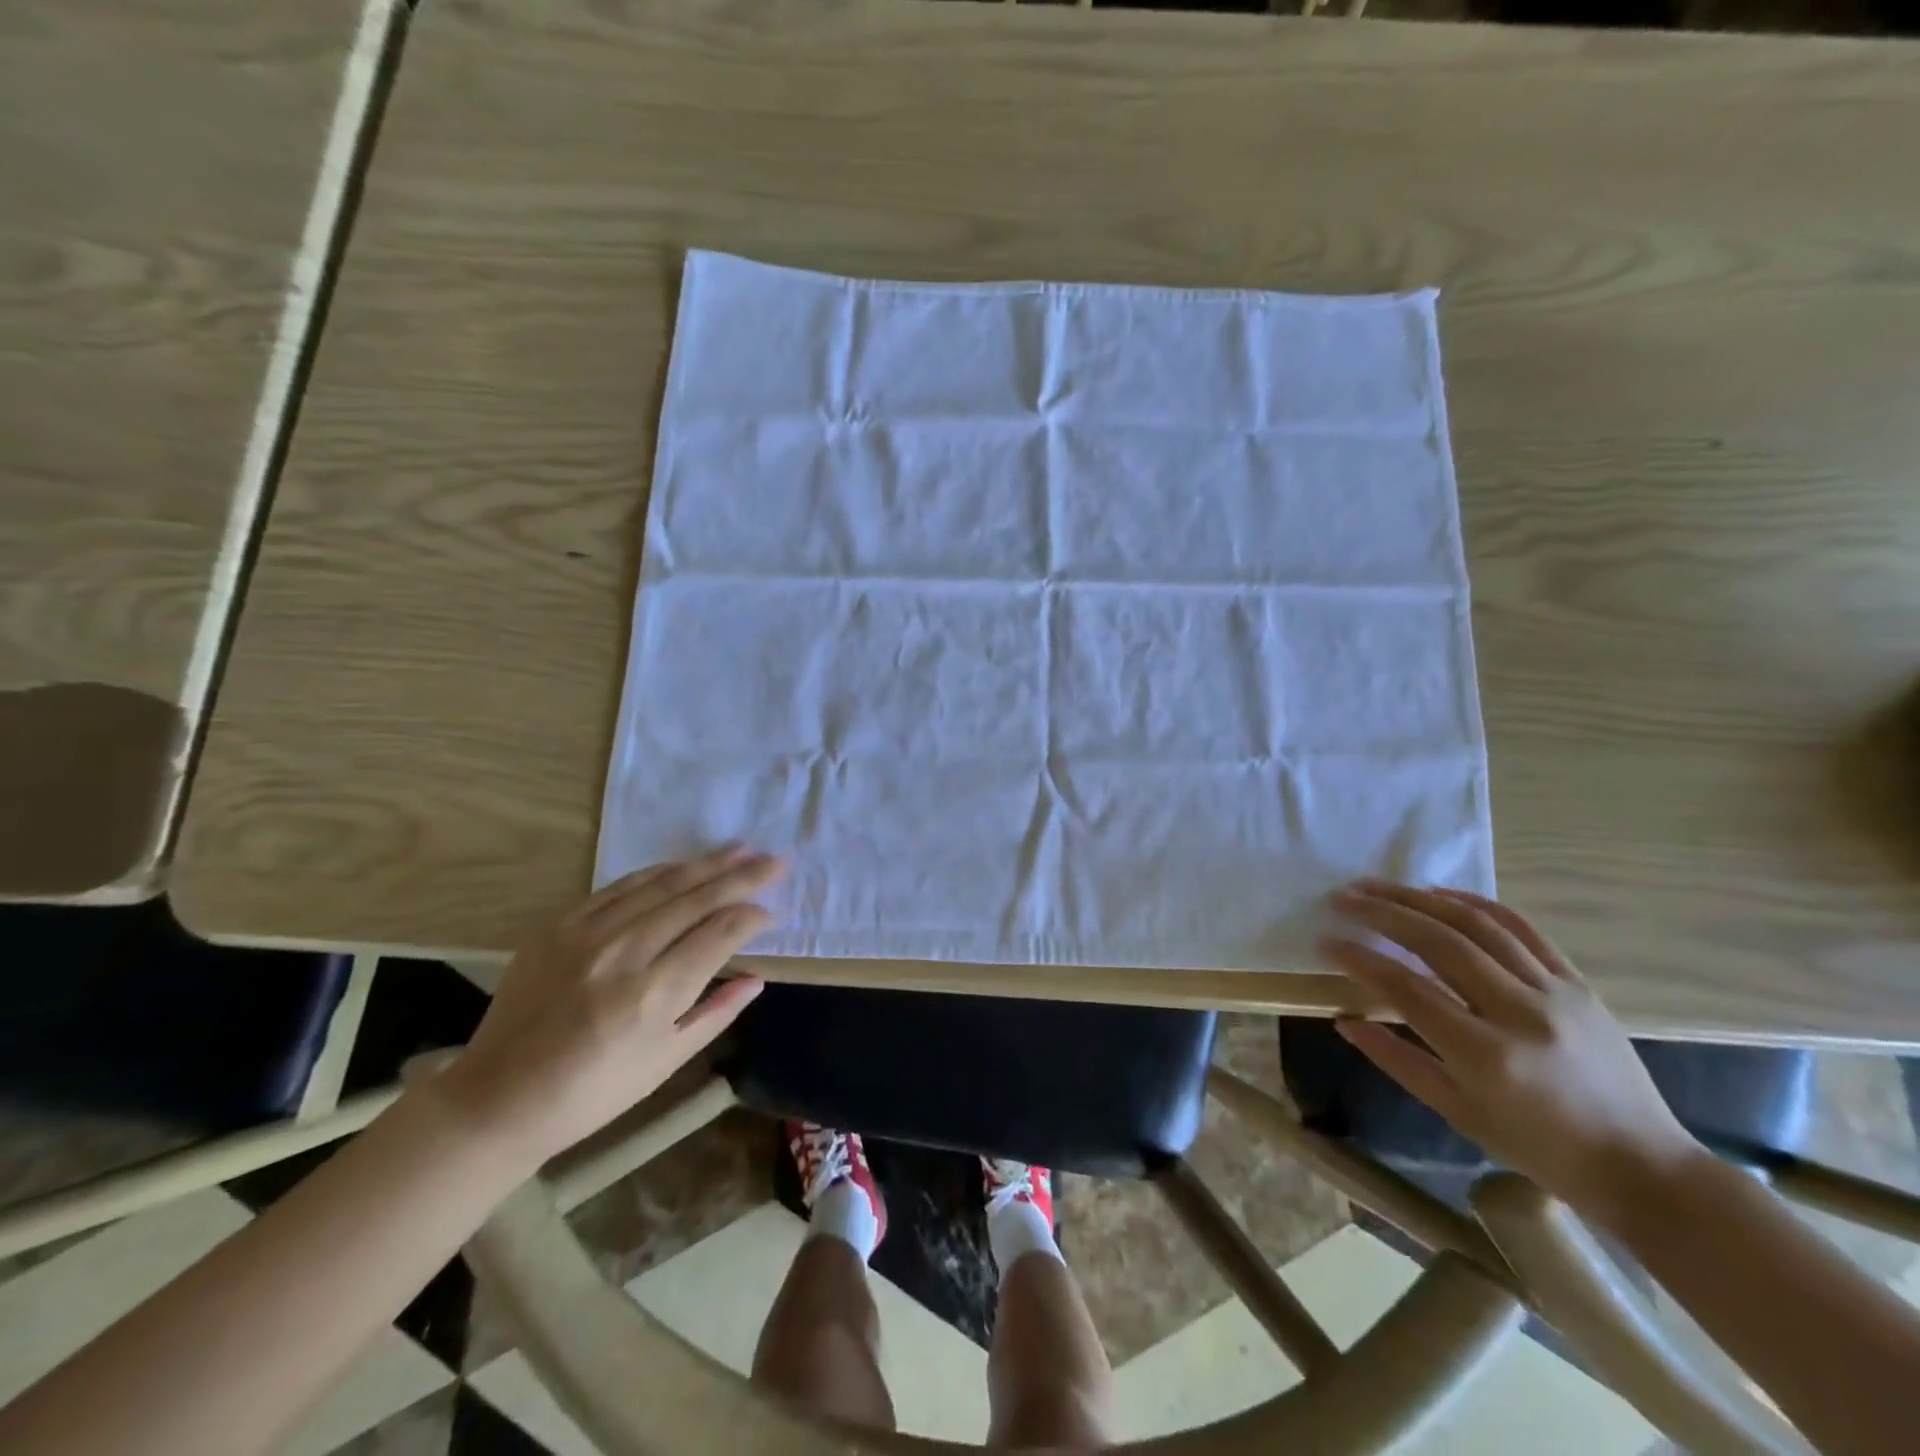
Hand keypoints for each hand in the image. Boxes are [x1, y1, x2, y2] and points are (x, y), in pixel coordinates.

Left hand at [435, 846, 782, 1166]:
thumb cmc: (593, 1093)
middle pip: (697, 899)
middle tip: (775, 861)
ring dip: (706, 864)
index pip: (720, 934)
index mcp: (655, 995)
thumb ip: (716, 1013)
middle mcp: (625, 953)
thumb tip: (757, 978)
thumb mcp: (665, 1062)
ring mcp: (589, 933)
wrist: (498, 1097)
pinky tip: (682, 864)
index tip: (772, 912)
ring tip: (740, 849)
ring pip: (662, 884)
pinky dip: (657, 872)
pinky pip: (619, 886)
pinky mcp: (560, 925)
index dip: (752, 917)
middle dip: (742, 877)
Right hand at [1319, 880, 1704, 1217]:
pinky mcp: (1578, 984)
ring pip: (1478, 926)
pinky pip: (1524, 930)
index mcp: (1486, 1056)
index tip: (1326, 942)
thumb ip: (1396, 1060)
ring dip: (1421, 899)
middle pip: (1440, 944)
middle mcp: (1520, 1014)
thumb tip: (1343, 1020)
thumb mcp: (1458, 1113)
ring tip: (1380, 887)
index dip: (1360, 960)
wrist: (1644, 1168)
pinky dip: (1478, 904)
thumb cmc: (1540, 1150)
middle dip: (1384, 913)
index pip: (1407, 989)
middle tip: (1343, 898)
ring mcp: (1555, 993)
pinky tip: (1441, 893)